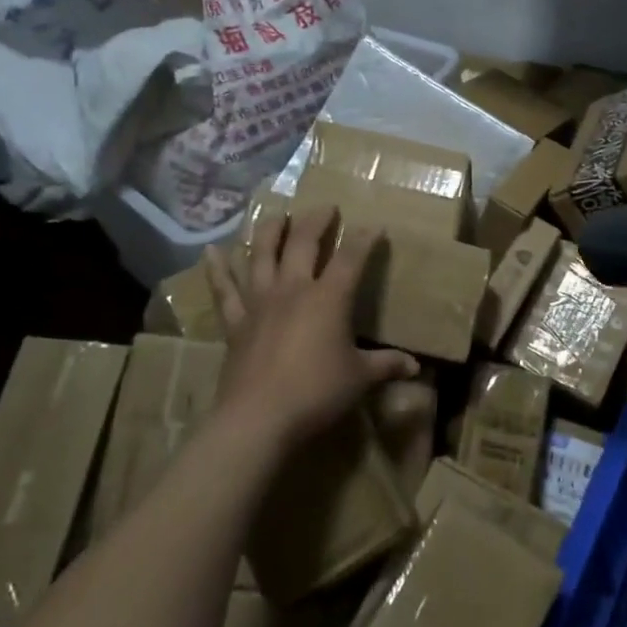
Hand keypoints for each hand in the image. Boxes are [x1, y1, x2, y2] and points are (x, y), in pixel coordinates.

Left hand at [203, 206, 418, 451]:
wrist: (258, 419)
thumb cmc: (316, 393)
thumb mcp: (360, 378)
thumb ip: (386, 366)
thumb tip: (416, 367)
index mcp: (329, 298)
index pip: (351, 257)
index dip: (365, 238)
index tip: (375, 226)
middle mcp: (293, 289)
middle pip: (303, 243)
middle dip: (317, 221)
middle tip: (326, 207)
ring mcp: (260, 302)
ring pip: (262, 255)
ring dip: (270, 231)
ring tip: (277, 215)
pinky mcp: (236, 322)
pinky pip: (224, 290)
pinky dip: (217, 269)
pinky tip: (210, 250)